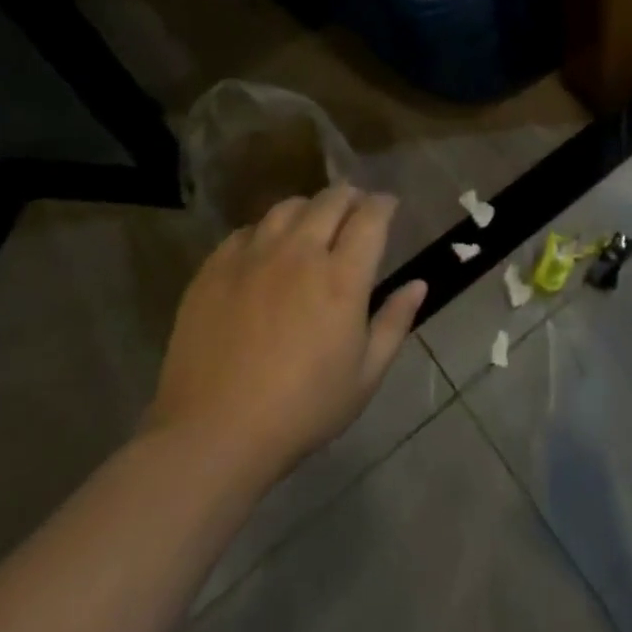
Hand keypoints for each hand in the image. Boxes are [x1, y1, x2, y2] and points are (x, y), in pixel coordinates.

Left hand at [145, 186, 426, 483]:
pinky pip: (247, 231)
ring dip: (309, 208)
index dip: (384, 204)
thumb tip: (418, 284)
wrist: (213, 434)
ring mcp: (253, 257)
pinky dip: (266, 231)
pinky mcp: (215, 269)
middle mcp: (299, 253)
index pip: (371, 217)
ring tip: (312, 224)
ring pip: (287, 207)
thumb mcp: (365, 376)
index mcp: (342, 277)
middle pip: (330, 200)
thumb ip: (394, 323)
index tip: (389, 206)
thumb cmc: (302, 410)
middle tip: (355, 209)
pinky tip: (267, 251)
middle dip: (351, 197)